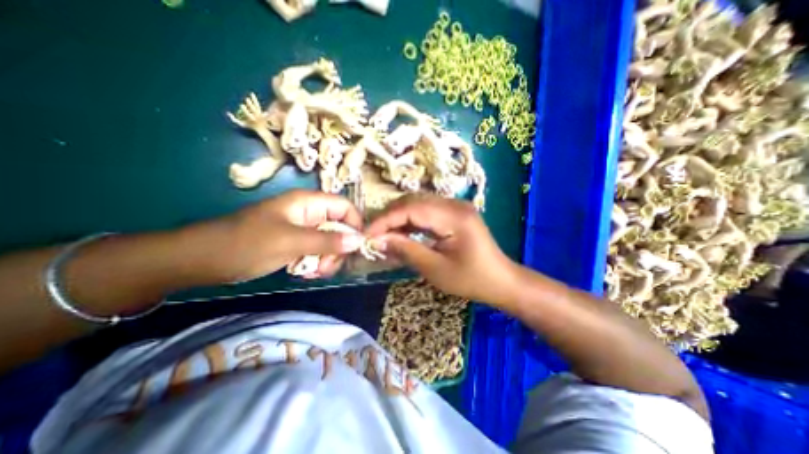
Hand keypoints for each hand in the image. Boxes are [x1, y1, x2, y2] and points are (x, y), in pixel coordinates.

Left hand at [206, 190, 363, 281]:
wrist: (203, 260)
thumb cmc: (246, 244)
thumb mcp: (290, 242)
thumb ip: (327, 241)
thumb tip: (359, 241)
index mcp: (309, 203)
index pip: (345, 207)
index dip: (355, 224)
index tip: (357, 247)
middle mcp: (310, 213)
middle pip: (340, 227)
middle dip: (339, 248)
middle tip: (326, 266)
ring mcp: (303, 229)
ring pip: (330, 242)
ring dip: (328, 258)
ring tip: (313, 272)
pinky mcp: (296, 243)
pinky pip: (318, 251)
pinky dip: (317, 263)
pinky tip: (306, 273)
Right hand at [366, 194, 517, 303]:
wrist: (501, 280)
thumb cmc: (471, 279)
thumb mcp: (435, 269)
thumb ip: (406, 250)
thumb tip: (377, 240)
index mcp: (454, 216)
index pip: (410, 208)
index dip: (385, 220)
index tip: (367, 234)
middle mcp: (454, 204)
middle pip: (413, 202)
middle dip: (390, 218)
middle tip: (374, 236)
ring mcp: (455, 206)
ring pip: (418, 204)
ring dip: (399, 219)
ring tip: (384, 236)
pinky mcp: (454, 213)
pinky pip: (427, 212)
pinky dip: (411, 222)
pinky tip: (402, 234)